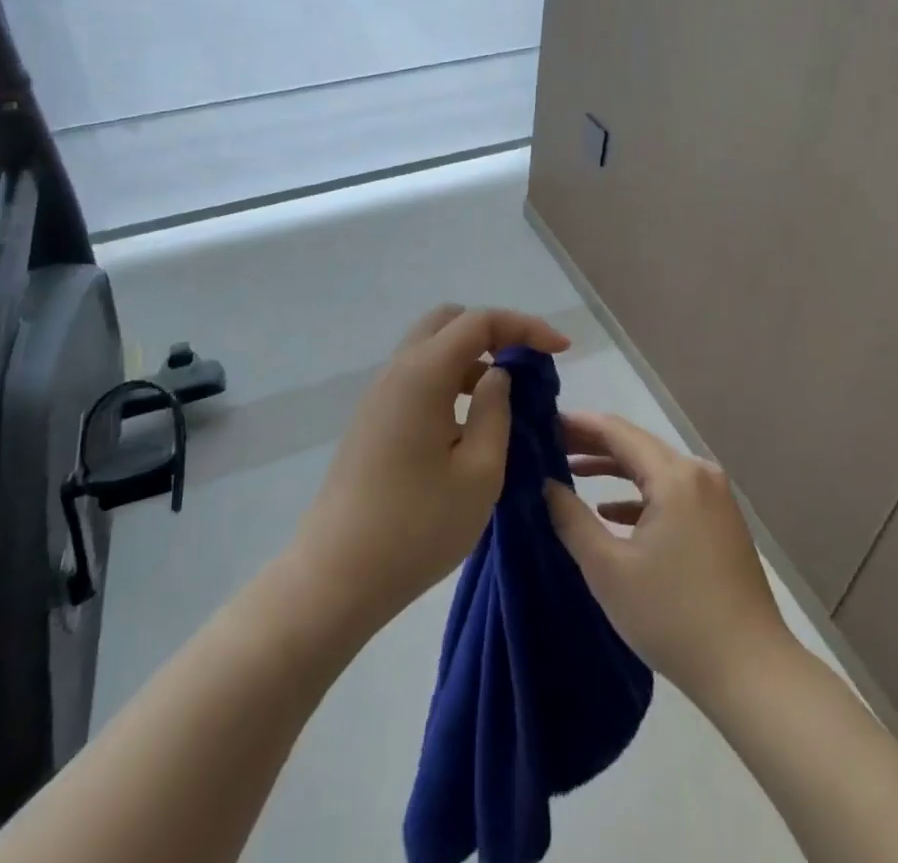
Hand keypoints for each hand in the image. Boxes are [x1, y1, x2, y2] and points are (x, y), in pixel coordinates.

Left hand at [293, 305, 571, 632]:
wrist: (335, 576)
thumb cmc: (416, 527)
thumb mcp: (478, 472)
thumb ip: (495, 410)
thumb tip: (497, 375)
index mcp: (424, 374)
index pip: (479, 321)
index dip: (525, 326)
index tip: (562, 350)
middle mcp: (397, 370)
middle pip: (449, 321)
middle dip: (494, 331)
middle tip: (527, 364)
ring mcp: (379, 394)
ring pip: (431, 348)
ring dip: (471, 357)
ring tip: (505, 396)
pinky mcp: (372, 419)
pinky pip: (417, 377)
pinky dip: (449, 379)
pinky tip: (468, 421)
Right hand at [545, 412, 793, 701]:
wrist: (751, 672)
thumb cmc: (673, 616)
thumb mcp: (608, 570)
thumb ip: (571, 519)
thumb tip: (545, 484)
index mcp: (674, 475)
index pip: (617, 431)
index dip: (578, 425)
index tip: (542, 423)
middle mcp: (698, 473)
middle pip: (636, 445)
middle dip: (592, 444)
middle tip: (550, 446)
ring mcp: (714, 496)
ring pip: (654, 468)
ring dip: (614, 469)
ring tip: (572, 471)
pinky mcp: (720, 520)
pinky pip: (672, 491)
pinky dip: (639, 495)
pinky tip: (611, 512)